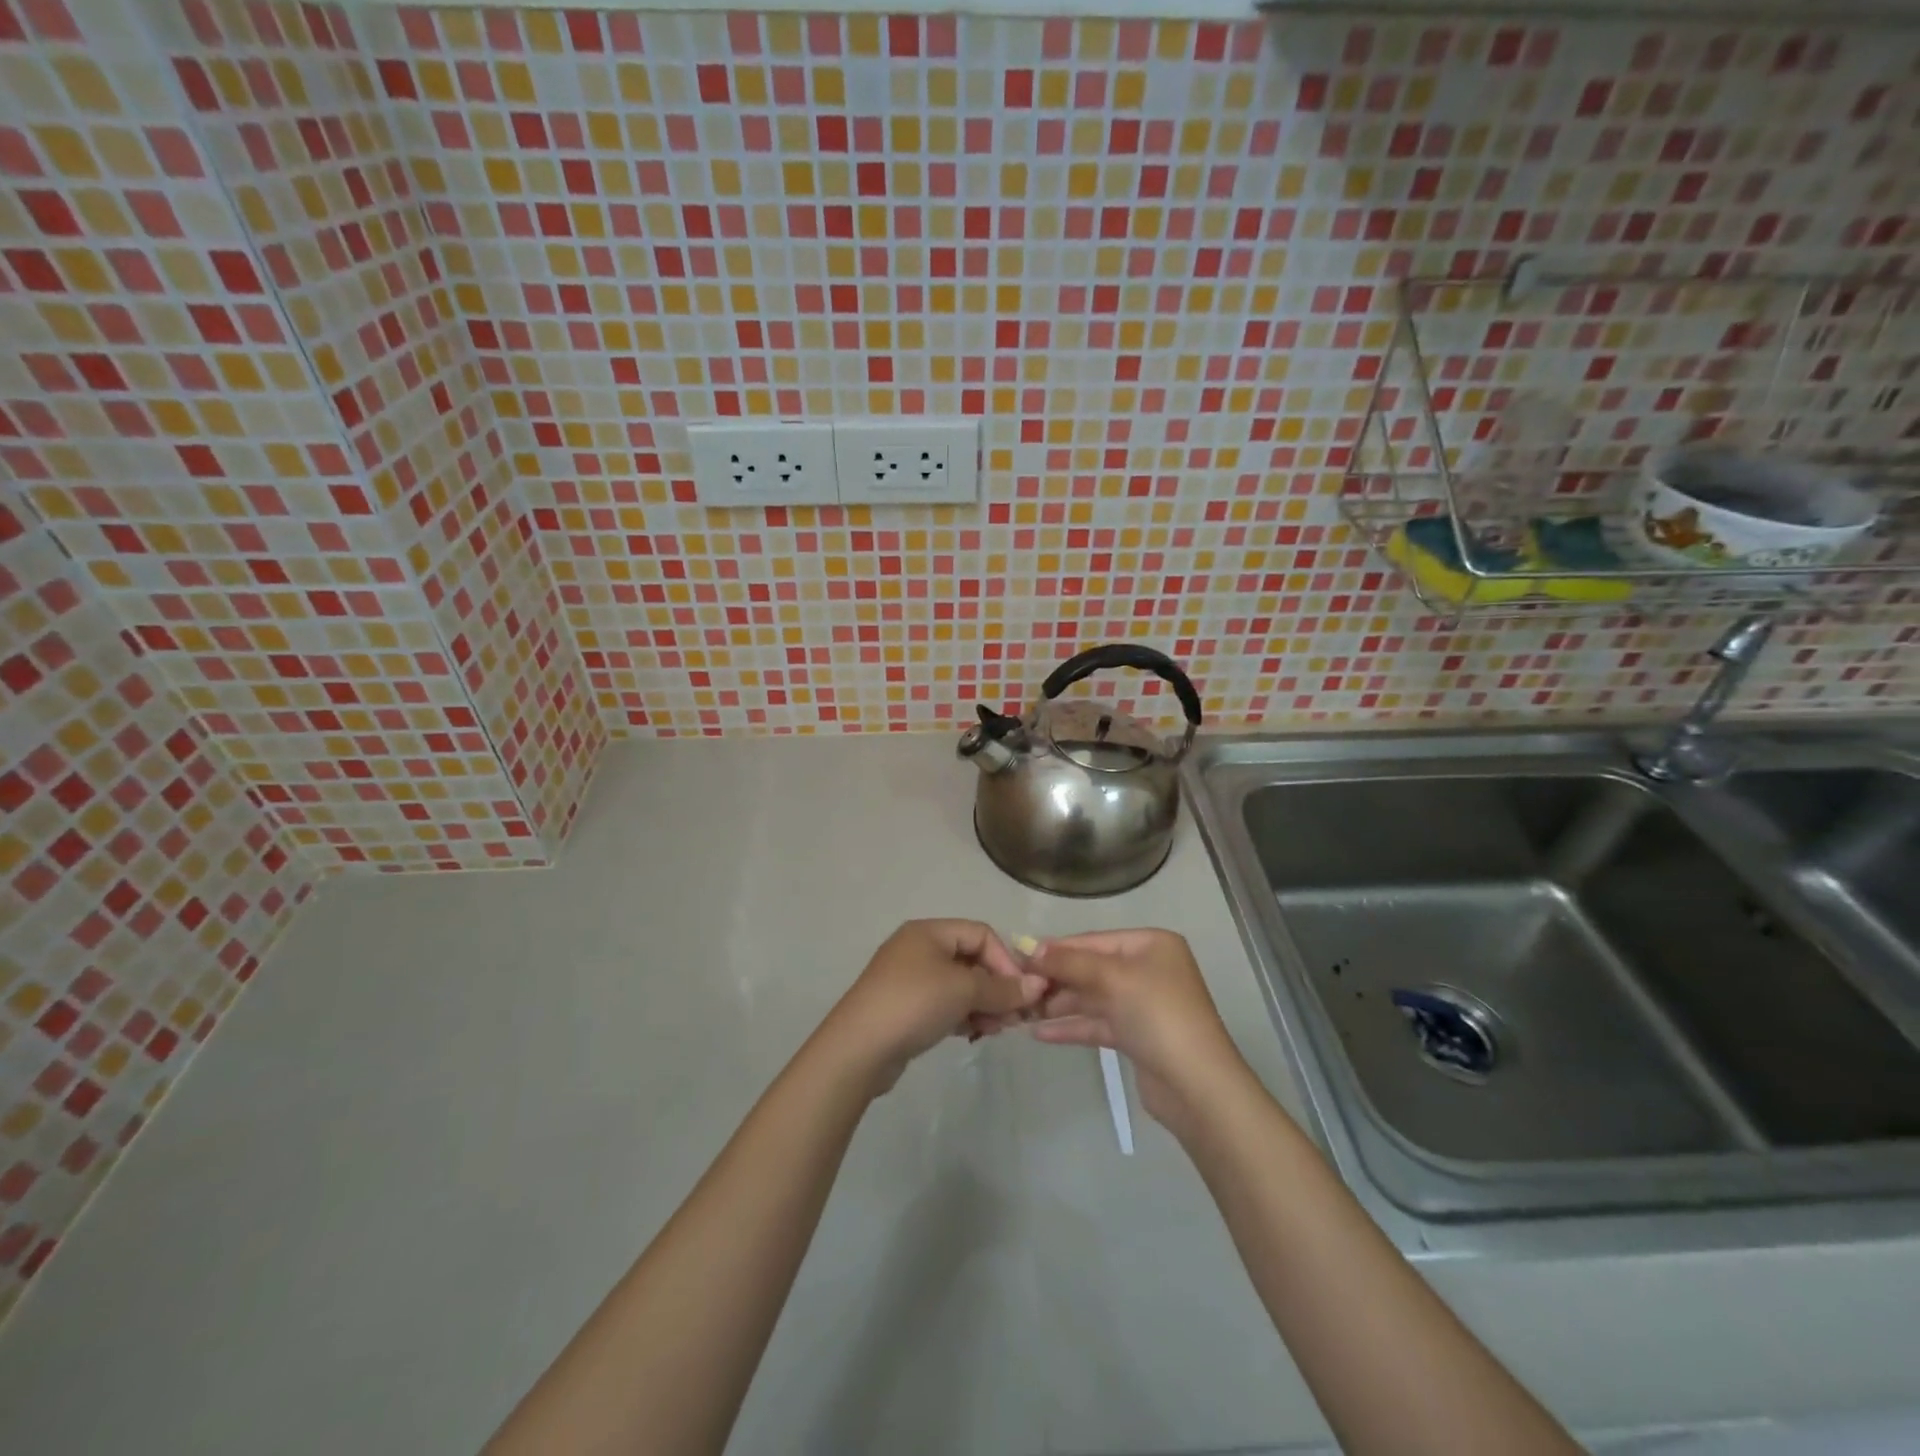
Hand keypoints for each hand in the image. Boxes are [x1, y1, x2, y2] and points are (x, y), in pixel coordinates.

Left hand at [821, 920, 1046, 1095]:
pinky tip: (975, 1034)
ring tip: (996, 1030)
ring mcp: (909, 979)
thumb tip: (1038, 986)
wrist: (858, 1049)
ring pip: (960, 985)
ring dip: (983, 1004)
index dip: (1005, 960)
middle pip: (971, 959)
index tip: (1020, 993)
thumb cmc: (913, 1004)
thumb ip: (1002, 988)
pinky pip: (945, 1004)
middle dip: (997, 986)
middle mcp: (918, 948)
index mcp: (928, 931)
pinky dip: (964, 1015)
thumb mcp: (963, 991)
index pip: (981, 934)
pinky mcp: (906, 1008)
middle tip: (1014, 1018)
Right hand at [1027, 929, 1249, 1137]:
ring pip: (1092, 997)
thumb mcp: (1112, 978)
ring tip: (1023, 1011)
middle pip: (1091, 968)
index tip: (1019, 956)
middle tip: (1018, 987)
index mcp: (1151, 945)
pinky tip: (1040, 1033)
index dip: (1057, 948)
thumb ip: (1070, 962)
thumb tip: (1032, 948)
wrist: (1197, 1086)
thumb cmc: (1158, 1015)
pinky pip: (1097, 1023)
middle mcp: (1148, 969)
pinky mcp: (1136, 1036)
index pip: (1094, 940)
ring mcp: (1143, 1004)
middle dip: (1056, 978)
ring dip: (1060, 1003)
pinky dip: (1072, 1026)